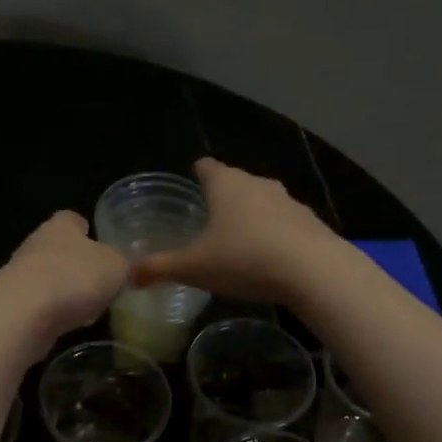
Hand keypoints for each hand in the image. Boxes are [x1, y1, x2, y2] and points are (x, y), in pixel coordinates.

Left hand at [0, 211, 129, 353]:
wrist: (21, 314)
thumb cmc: (74, 278)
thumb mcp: (117, 268)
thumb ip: (126, 265)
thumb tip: (131, 267)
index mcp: (61, 226)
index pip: (72, 218)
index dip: (86, 227)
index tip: (98, 239)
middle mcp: (36, 244)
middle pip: (59, 248)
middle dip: (77, 261)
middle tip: (101, 278)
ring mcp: (20, 275)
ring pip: (48, 277)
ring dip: (65, 289)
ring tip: (89, 306)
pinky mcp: (12, 306)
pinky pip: (40, 305)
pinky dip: (54, 313)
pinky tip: (69, 326)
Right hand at [126, 158, 342, 305]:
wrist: (315, 271)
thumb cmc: (245, 259)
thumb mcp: (194, 268)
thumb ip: (159, 268)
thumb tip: (127, 275)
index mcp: (226, 185)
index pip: (206, 166)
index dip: (197, 172)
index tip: (192, 179)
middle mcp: (257, 184)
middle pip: (235, 181)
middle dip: (222, 195)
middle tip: (207, 216)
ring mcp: (288, 201)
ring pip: (262, 200)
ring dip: (250, 214)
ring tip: (238, 238)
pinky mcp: (310, 222)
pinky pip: (284, 221)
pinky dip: (274, 232)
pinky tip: (270, 256)